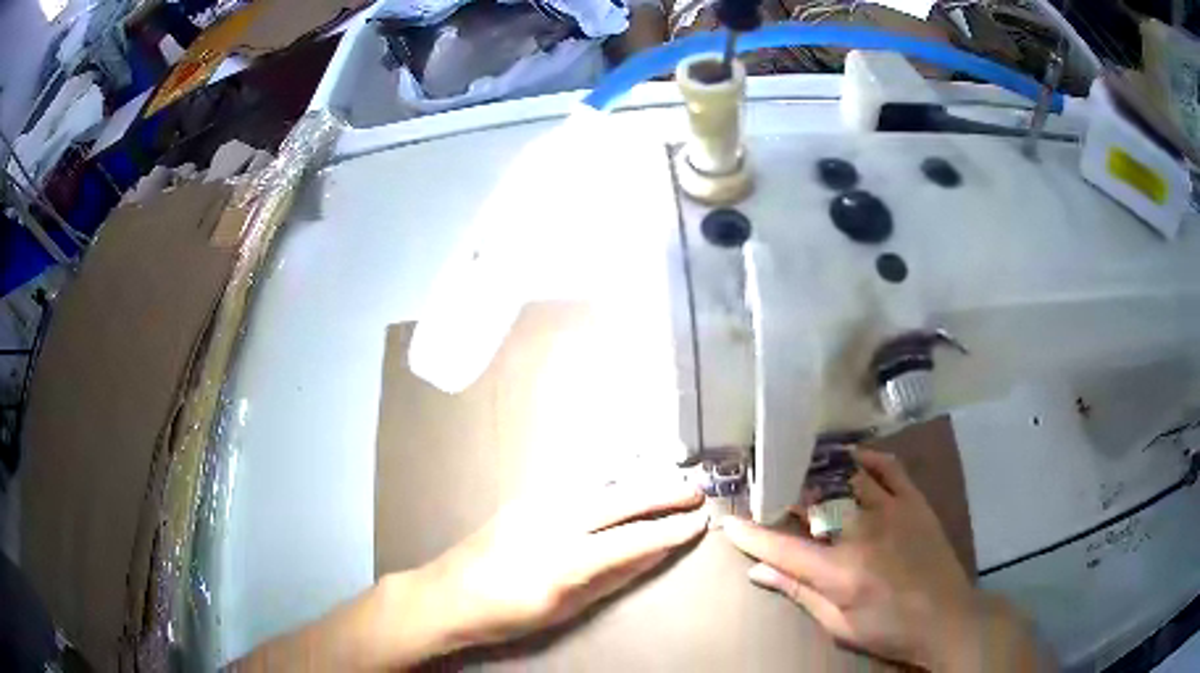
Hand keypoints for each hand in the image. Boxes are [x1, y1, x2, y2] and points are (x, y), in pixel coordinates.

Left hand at [412, 477, 708, 654]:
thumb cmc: (507, 614)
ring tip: (669, 481)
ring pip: (599, 484)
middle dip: (662, 492)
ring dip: (638, 481)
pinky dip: (609, 481)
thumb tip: (654, 552)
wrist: (447, 595)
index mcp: (564, 559)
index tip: (699, 521)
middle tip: (696, 491)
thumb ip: (613, 577)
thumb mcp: (565, 607)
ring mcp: (536, 502)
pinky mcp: (525, 497)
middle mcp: (553, 520)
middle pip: (620, 499)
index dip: (670, 529)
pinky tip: (623, 482)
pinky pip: (576, 484)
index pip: (632, 538)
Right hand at [724, 449, 1044, 669]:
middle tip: (761, 487)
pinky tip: (849, 458)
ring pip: (845, 479)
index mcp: (840, 571)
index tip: (727, 520)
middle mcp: (862, 533)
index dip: (750, 533)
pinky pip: (888, 468)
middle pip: (812, 502)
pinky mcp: (914, 502)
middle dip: (780, 493)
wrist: (947, 617)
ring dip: (816, 473)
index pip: (782, 547)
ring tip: (796, 466)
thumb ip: (799, 593)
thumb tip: (757, 571)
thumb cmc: (888, 629)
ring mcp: (891, 511)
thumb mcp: (838, 625)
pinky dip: (865, 459)